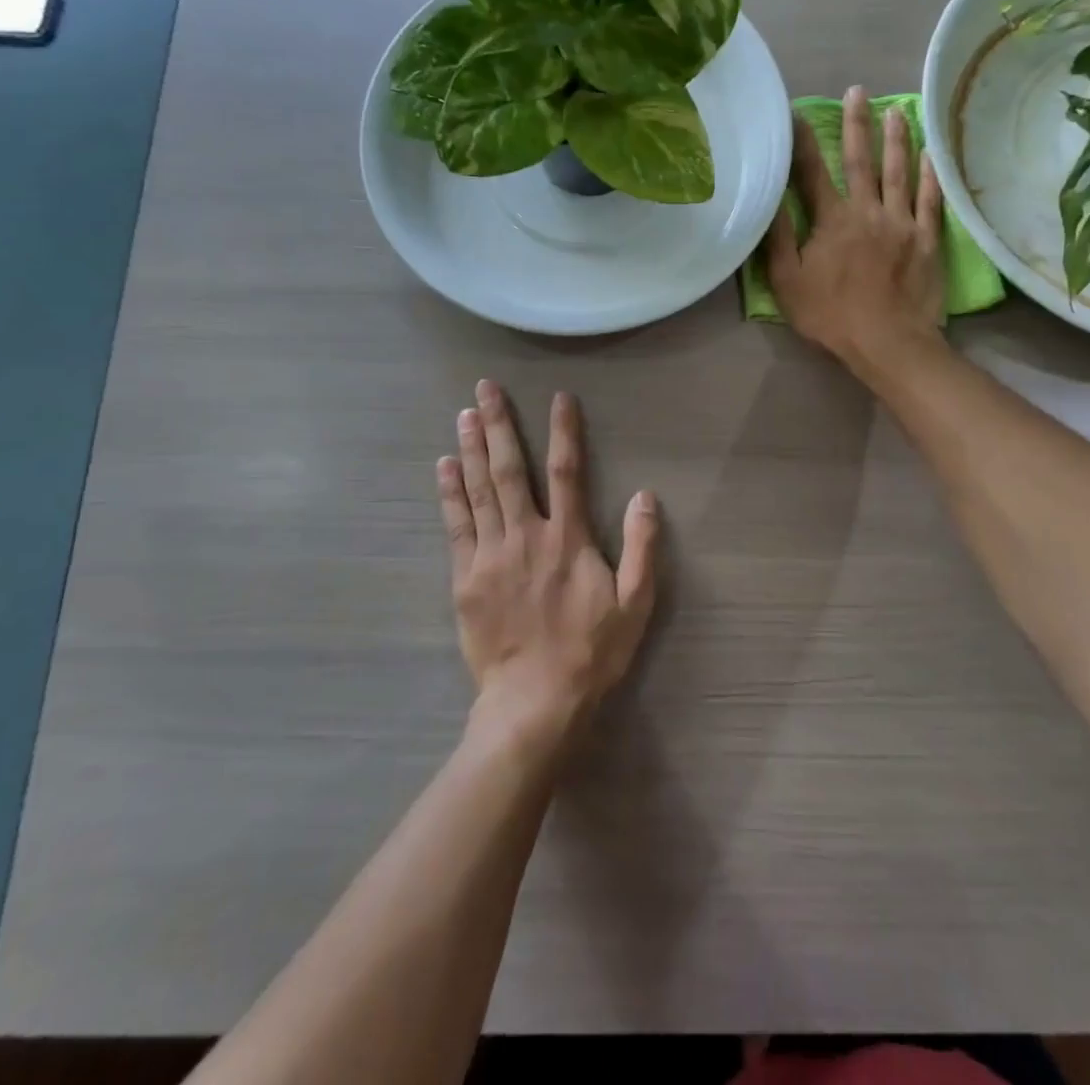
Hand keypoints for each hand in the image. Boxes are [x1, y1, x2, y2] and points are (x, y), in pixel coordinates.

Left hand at [438, 381, 658, 753]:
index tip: (558, 397)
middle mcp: (527, 535)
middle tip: (486, 387)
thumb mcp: (635, 603)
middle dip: (500, 425)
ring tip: (465, 413)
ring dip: (471, 448)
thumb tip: (645, 495)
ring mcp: (491, 554)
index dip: (563, 431)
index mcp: (569, 539)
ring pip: (479, 489)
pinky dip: (450, 492)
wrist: (534, 701)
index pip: (567, 471)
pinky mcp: (465, 577)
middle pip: (510, 469)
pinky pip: (456, 524)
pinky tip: (444, 465)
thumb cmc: (591, 652)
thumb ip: (642, 547)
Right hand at [767, 85, 946, 372]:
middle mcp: (868, 211)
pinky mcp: (927, 240)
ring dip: (897, 139)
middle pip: (861, 161)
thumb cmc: (831, 316)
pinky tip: (931, 155)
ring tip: (897, 110)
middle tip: (858, 91)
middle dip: (857, 124)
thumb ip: (778, 240)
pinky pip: (931, 200)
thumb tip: (770, 199)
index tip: (797, 113)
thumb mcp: (787, 283)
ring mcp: (902, 223)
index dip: (803, 142)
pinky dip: (930, 176)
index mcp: (832, 221)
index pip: (813, 173)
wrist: (888, 342)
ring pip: (899, 172)